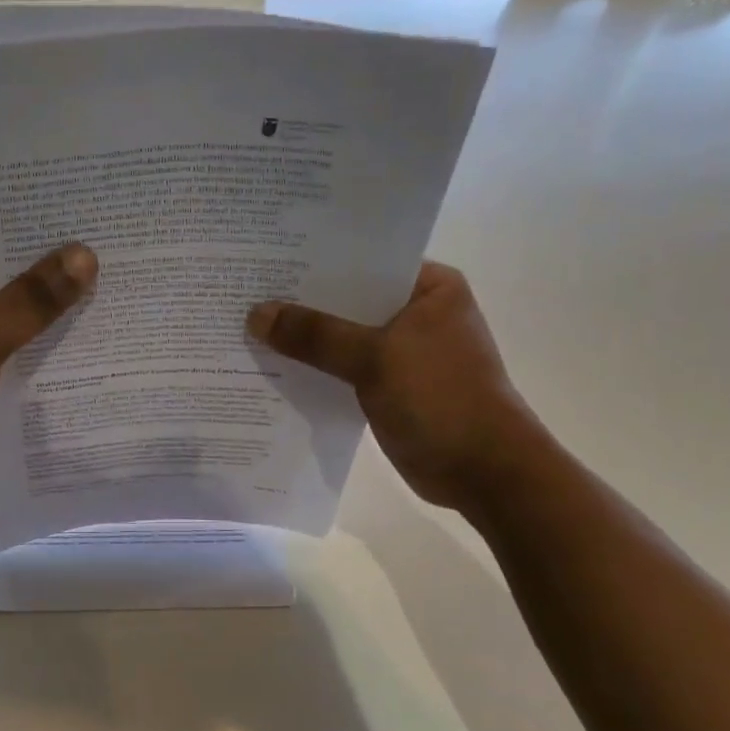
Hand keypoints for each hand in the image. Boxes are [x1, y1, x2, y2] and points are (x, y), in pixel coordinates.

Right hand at [245, 261, 540, 511]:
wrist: (484, 472)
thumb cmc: (441, 398)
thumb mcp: (375, 358)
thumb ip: (315, 334)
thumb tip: (256, 315)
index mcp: (429, 288)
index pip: (363, 261)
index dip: (315, 260)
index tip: (266, 258)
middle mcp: (417, 312)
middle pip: (348, 299)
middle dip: (301, 301)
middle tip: (245, 291)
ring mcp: (404, 351)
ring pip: (343, 336)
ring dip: (305, 338)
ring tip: (247, 325)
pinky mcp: (390, 386)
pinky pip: (343, 367)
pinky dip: (316, 368)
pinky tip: (273, 366)